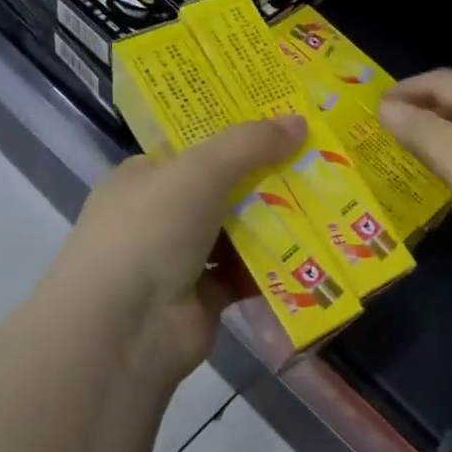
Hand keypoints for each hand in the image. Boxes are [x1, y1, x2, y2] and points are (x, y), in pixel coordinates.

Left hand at [35, 115, 305, 396]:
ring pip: (238, 233)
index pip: (195, 149)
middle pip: (223, 190)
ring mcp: (181, 259)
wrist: (123, 329)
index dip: (238, 136)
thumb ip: (250, 144)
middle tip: (320, 164)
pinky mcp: (205, 297)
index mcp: (145, 178)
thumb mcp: (200, 171)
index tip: (285, 126)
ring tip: (328, 204)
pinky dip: (275, 267)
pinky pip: (247, 274)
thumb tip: (300, 121)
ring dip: (277, 224)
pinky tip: (313, 252)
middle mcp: (159, 217)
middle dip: (268, 180)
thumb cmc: (150, 232)